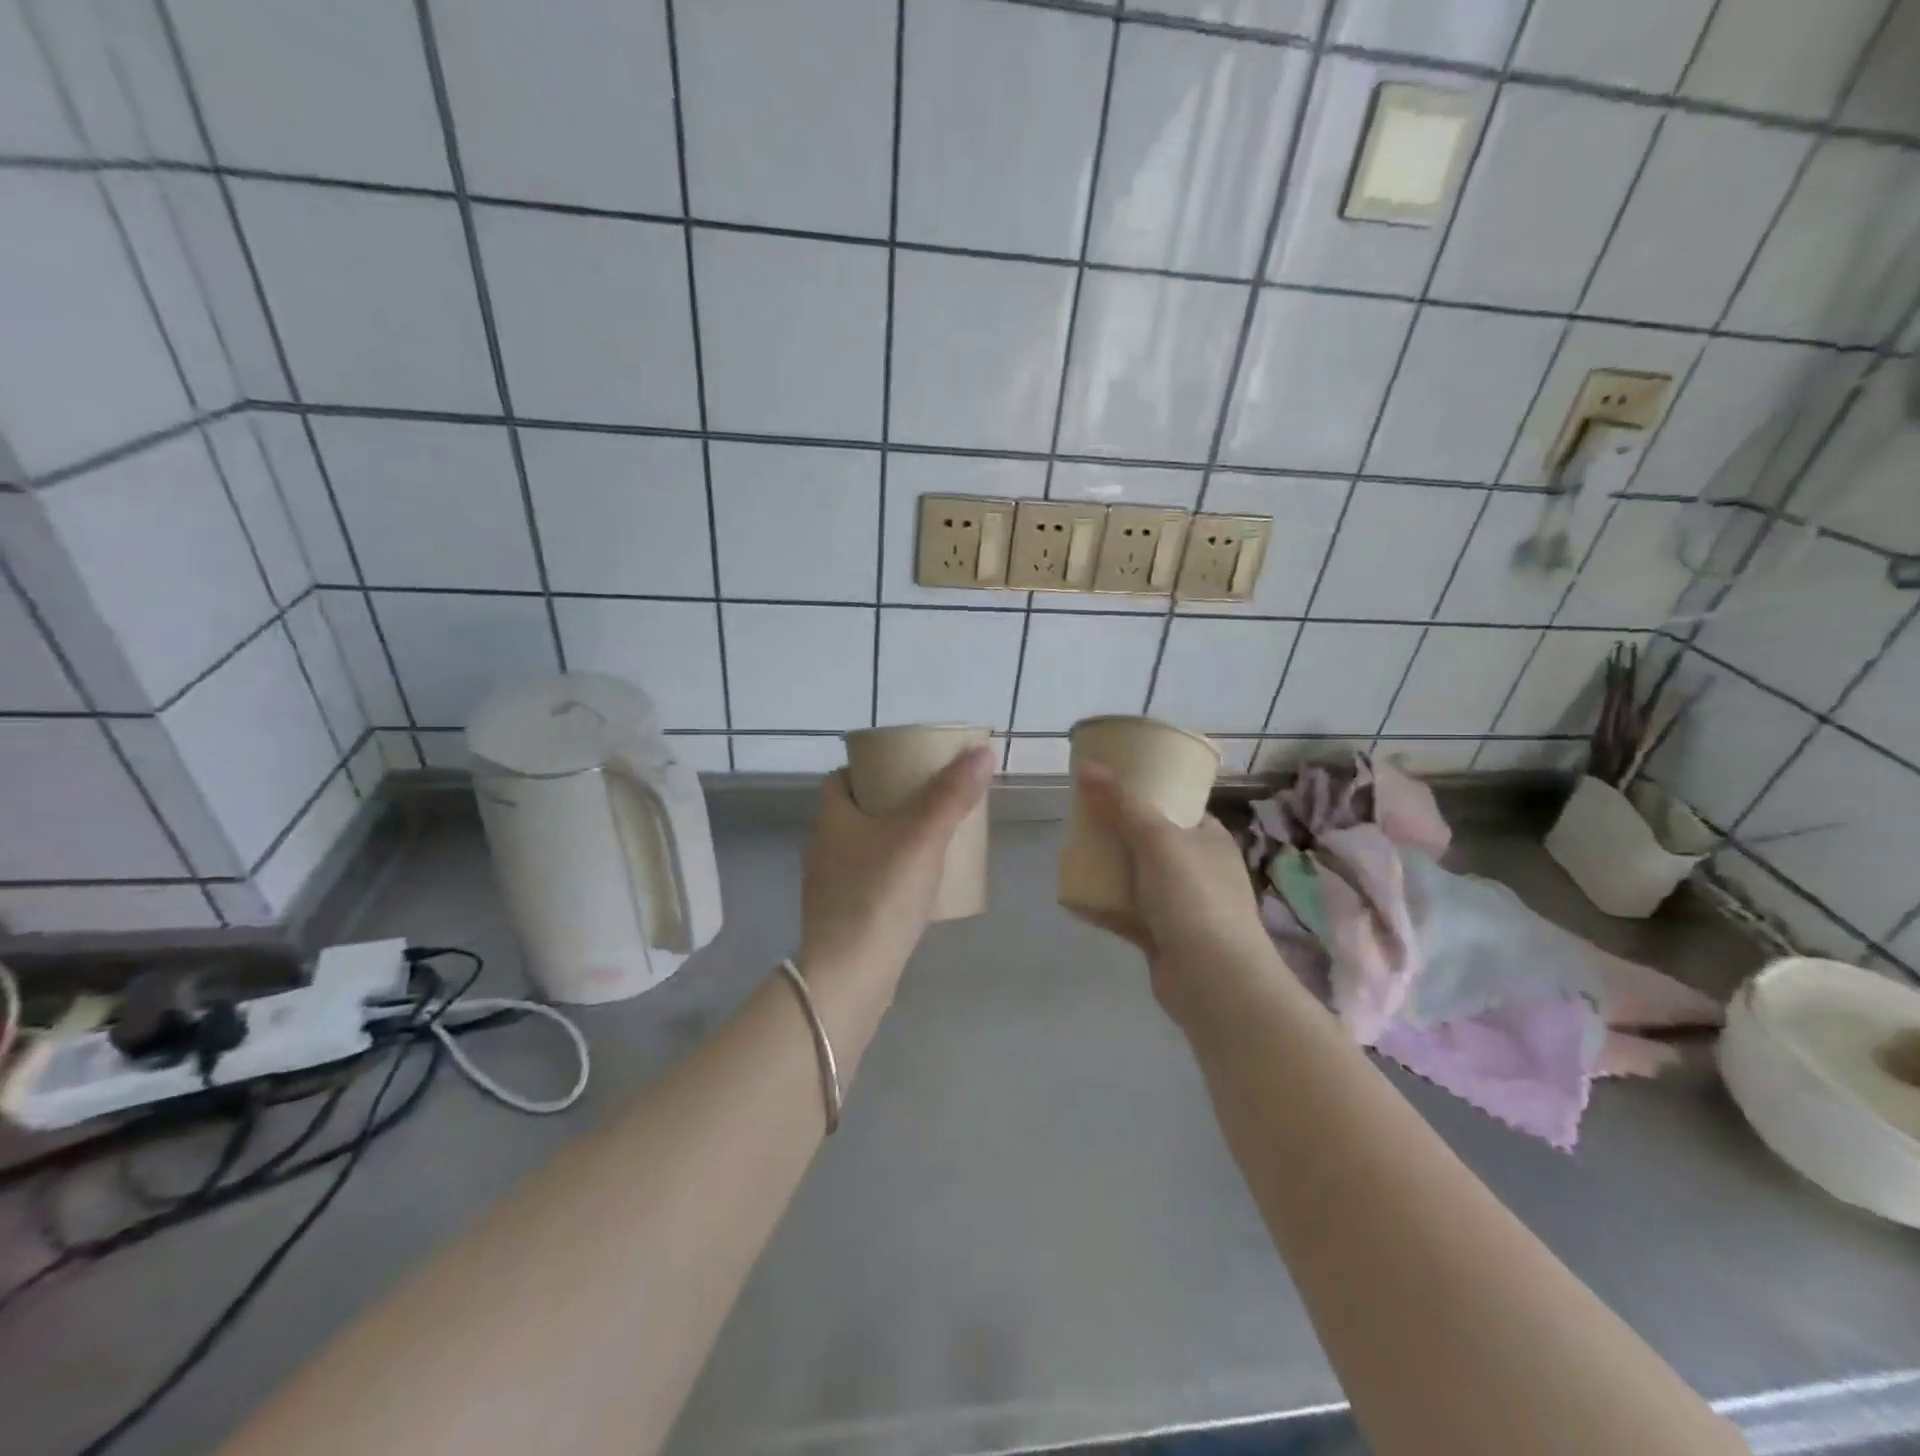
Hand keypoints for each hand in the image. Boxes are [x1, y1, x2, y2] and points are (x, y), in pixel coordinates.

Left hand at [798, 747, 993, 983]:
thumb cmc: (880, 894)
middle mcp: (822, 847)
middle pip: (855, 812)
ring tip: (931, 842)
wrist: (849, 976)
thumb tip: (981, 751)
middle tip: (931, 803)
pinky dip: (890, 876)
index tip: (906, 769)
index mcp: (831, 818)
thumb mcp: (923, 836)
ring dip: (891, 841)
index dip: (871, 768)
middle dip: (890, 804)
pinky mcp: (840, 918)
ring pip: (862, 849)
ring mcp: (828, 886)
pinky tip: (918, 888)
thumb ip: (952, 794)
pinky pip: (867, 882)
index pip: (842, 778)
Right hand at [1077, 763, 1285, 1026]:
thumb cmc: (1194, 898)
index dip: (1146, 792)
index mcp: (1208, 838)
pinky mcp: (1162, 936)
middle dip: (1118, 829)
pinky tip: (1074, 897)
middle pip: (1151, 840)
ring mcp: (1180, 905)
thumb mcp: (1158, 839)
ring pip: (1137, 877)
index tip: (1110, 784)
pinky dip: (1103, 905)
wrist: (1214, 982)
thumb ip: (1122, 803)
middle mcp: (1197, 868)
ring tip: (1074, 851)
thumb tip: (1087, 766)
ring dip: (1109, 867)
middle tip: (1084, 817)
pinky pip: (1126, 912)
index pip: (1177, 805)